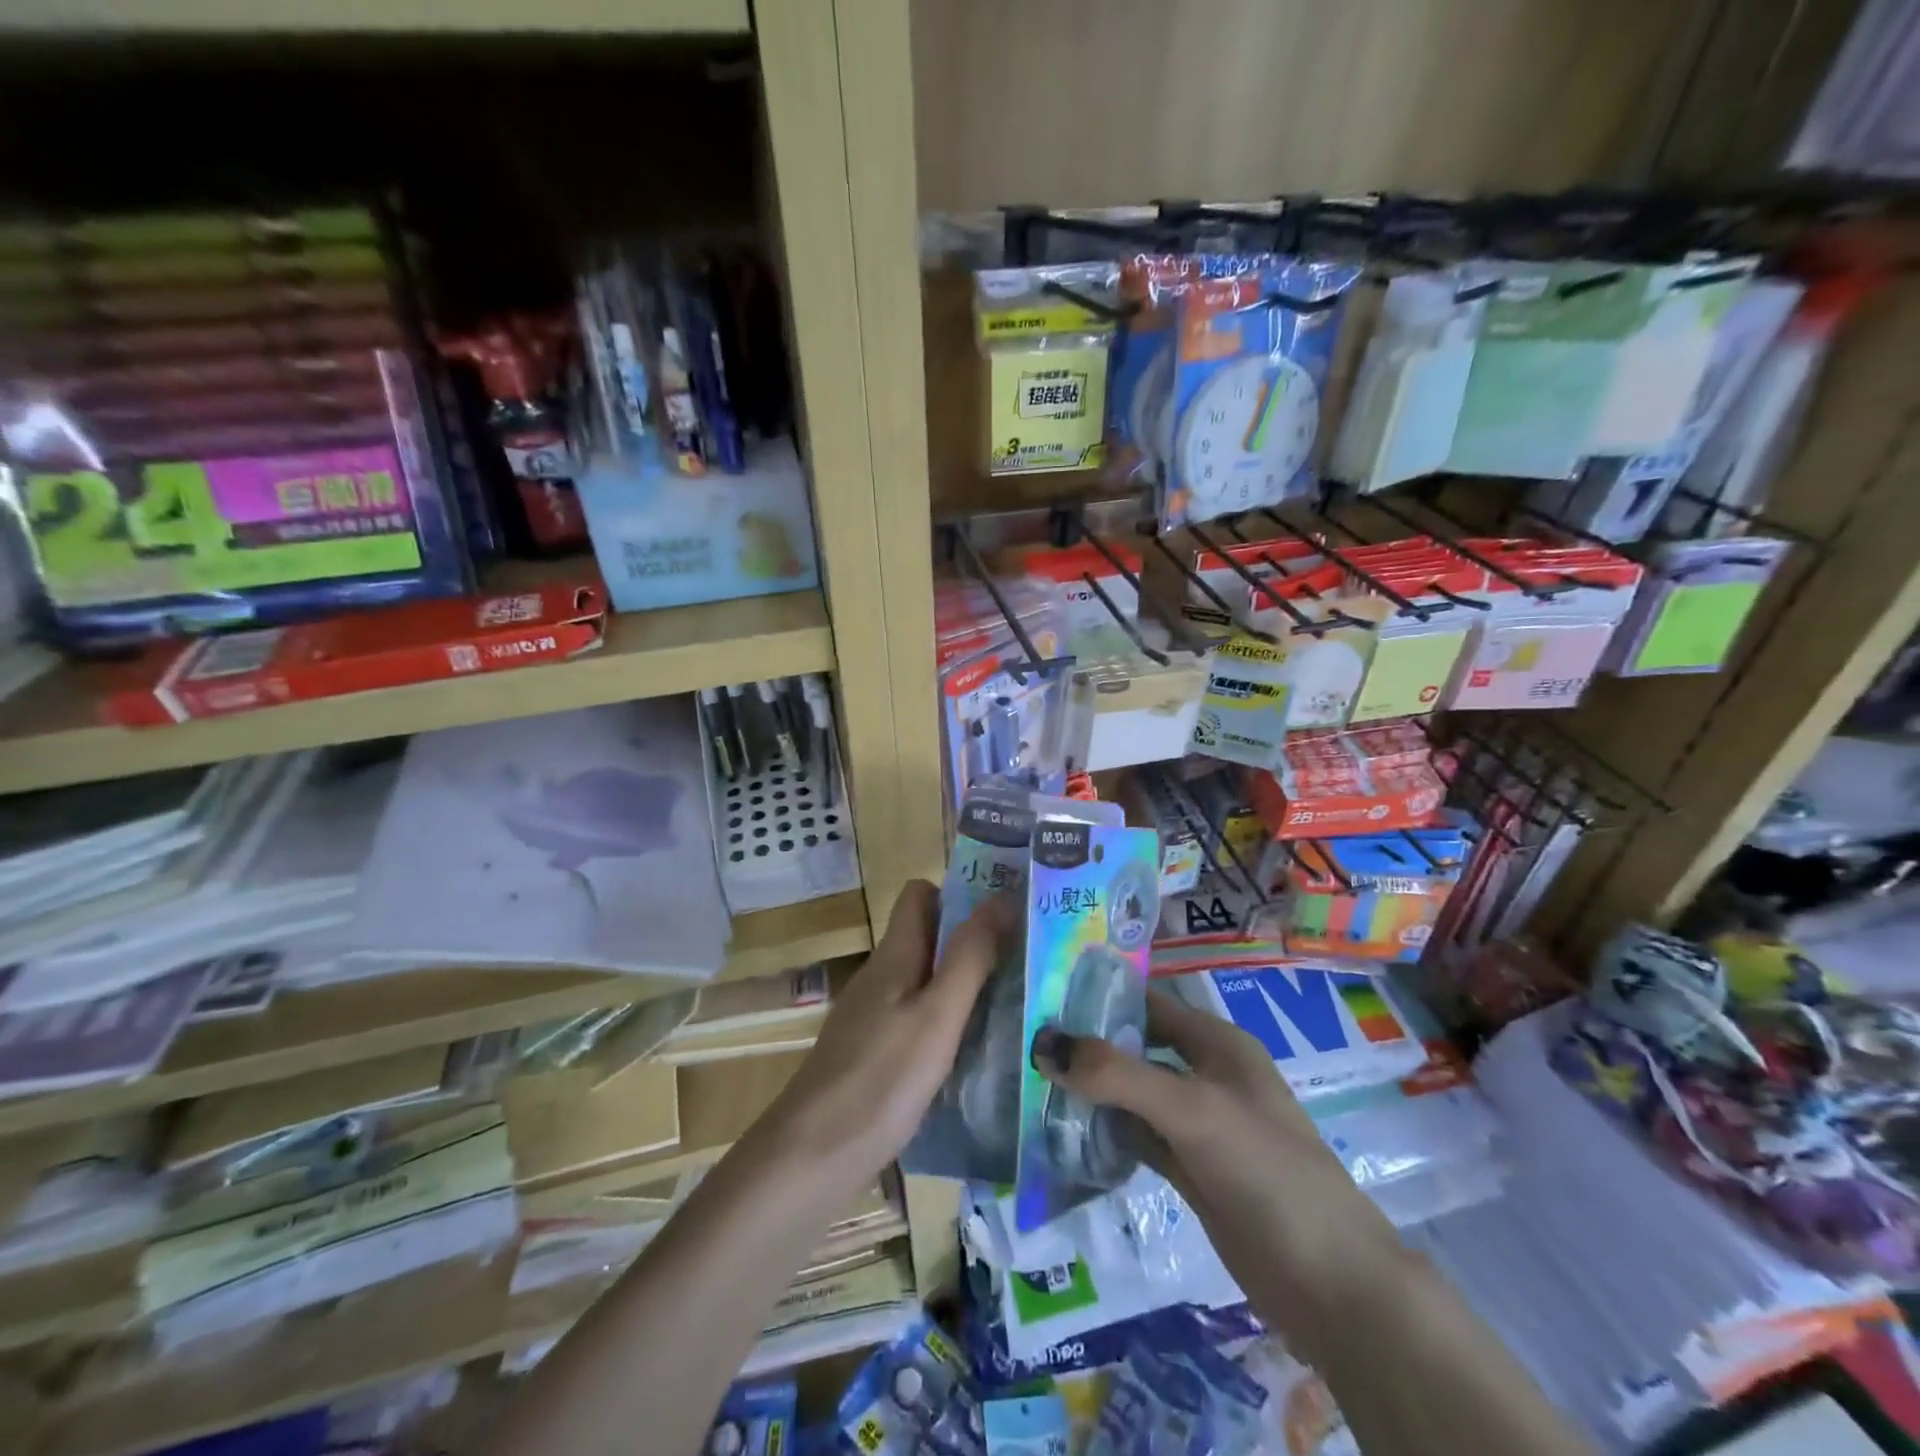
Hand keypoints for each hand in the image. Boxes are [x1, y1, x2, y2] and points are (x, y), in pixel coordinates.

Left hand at [760, 879, 1005, 1189]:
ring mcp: (873, 1016)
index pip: (920, 894)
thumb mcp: (937, 1015)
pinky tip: (977, 1050)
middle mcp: (881, 976)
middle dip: (974, 940)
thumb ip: (969, 956)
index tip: (1006, 912)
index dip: (960, 894)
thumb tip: (1002, 896)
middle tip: (1028, 959)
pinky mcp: (873, 1053)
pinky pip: (918, 1017)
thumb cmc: (880, 1080)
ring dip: (966, 983)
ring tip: (1017, 1002)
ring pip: (926, 980)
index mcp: (894, 955)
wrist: (810, 1159)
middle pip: (928, 937)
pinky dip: (948, 1022)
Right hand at [1032, 988, 1407, 1360]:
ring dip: (1091, 1091)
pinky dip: (1106, 1133)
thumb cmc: (1266, 1171)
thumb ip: (1118, 1075)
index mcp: (1216, 1043)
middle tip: (1024, 1042)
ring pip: (1133, 1095)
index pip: (1147, 1002)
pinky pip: (1138, 1138)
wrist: (1333, 1286)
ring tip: (1031, 1083)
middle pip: (1136, 1047)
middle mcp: (1206, 1074)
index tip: (1041, 995)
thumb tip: (1043, 1044)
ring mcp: (1199, 1125)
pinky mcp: (1191, 1170)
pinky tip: (1064, 1133)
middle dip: (1087, 1045)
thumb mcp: (1192, 1110)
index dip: (1099, 995)